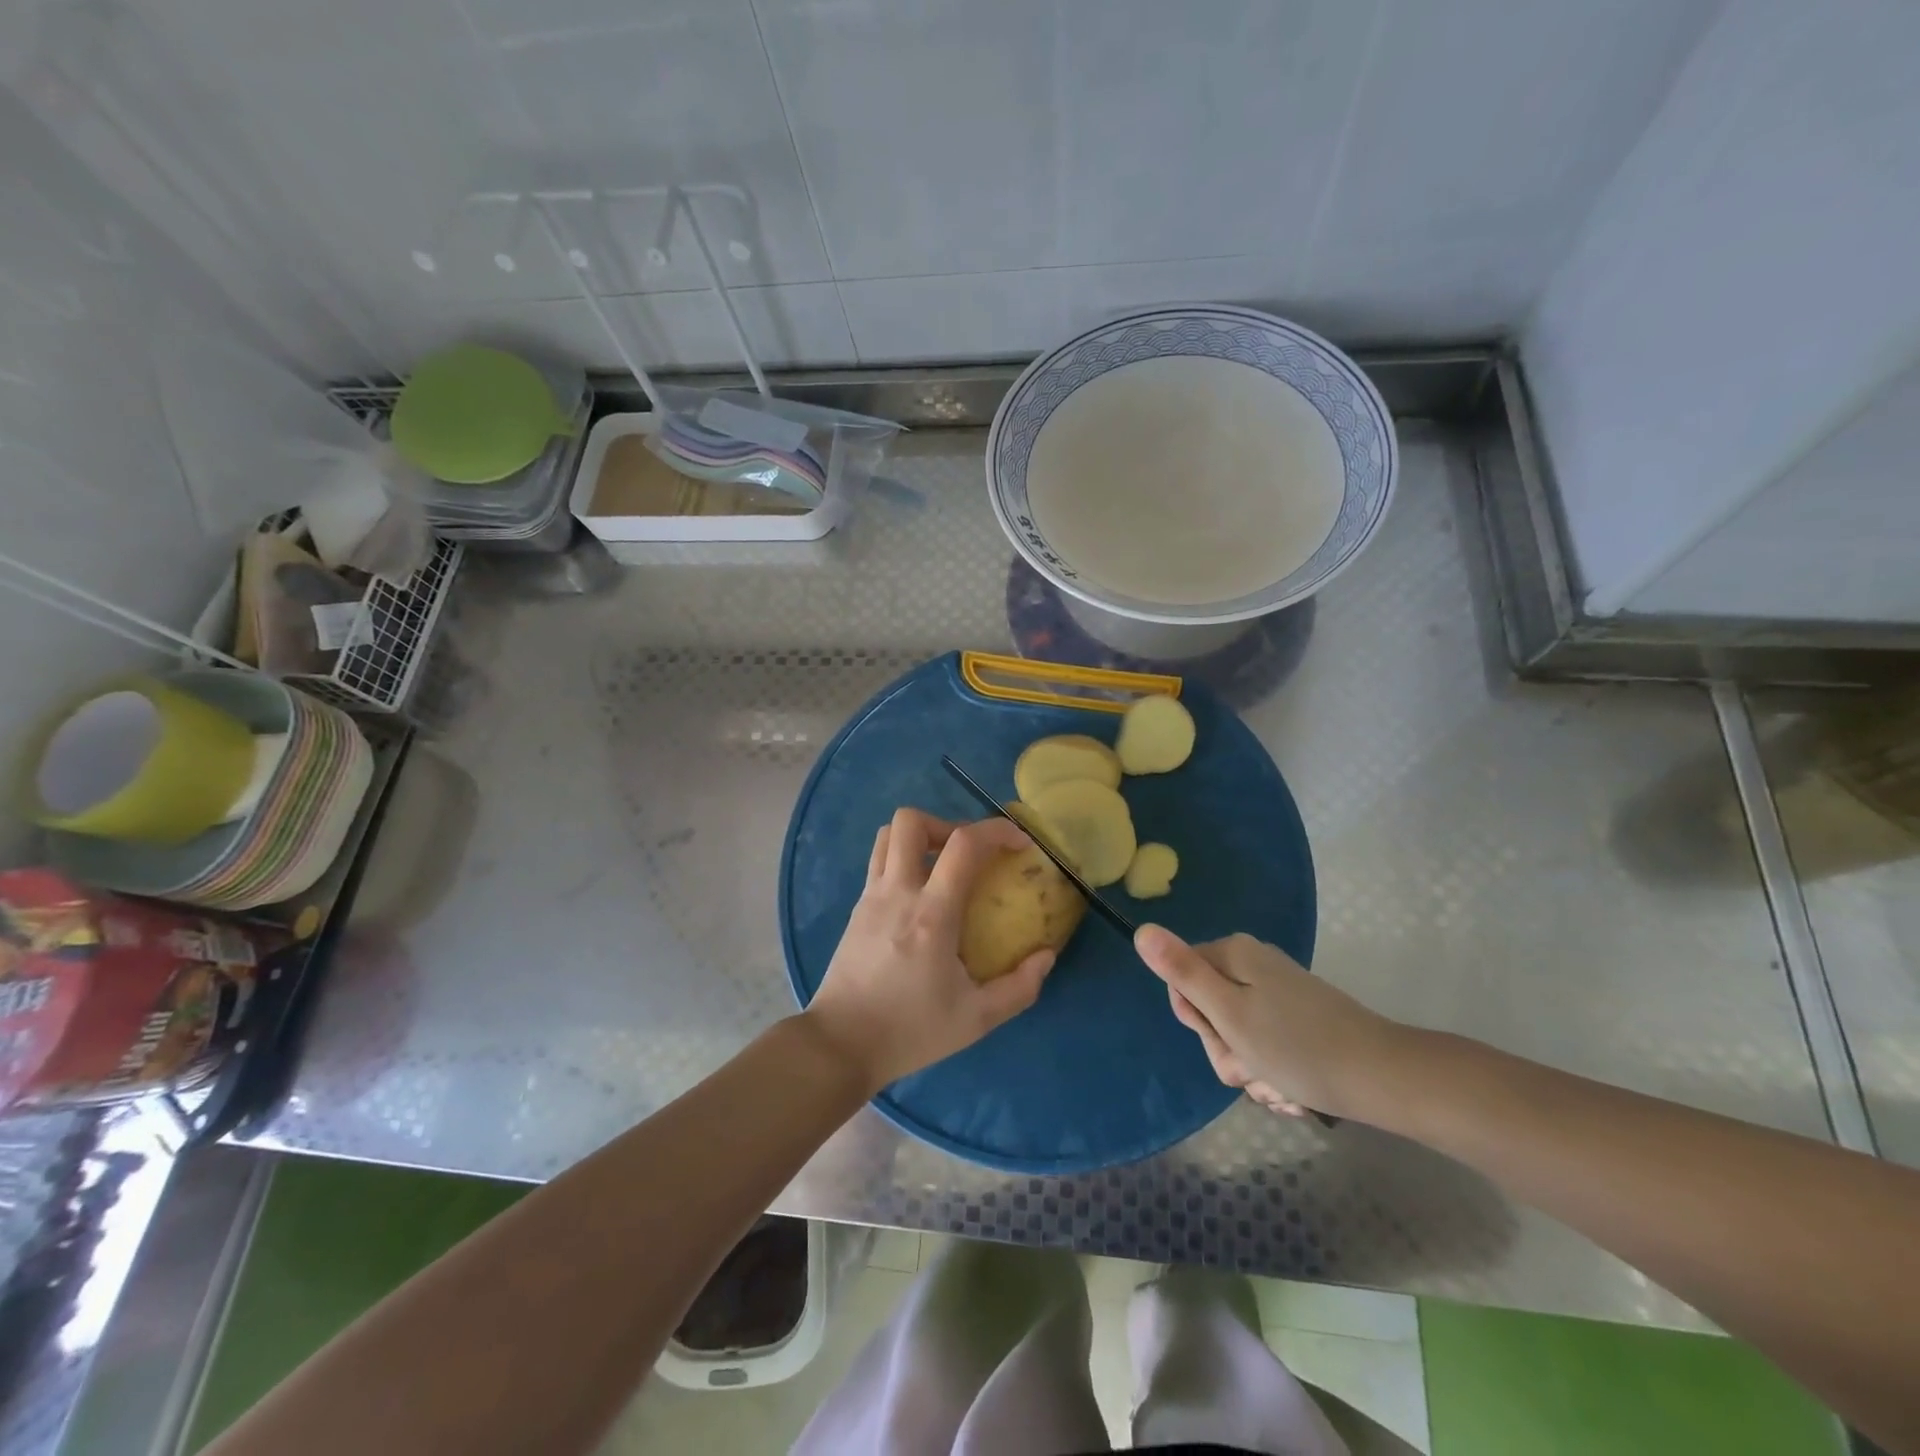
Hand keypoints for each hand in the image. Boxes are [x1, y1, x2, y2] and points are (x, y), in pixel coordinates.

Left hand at [804, 809, 1056, 1093]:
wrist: (841, 1045)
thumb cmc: (910, 1031)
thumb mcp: (976, 1020)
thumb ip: (1019, 988)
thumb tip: (1046, 955)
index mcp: (931, 914)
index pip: (964, 844)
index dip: (996, 831)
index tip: (1020, 843)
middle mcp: (897, 893)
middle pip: (911, 821)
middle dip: (948, 824)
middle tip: (970, 854)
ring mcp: (871, 897)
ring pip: (887, 835)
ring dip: (920, 836)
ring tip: (944, 866)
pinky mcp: (856, 908)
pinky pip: (879, 861)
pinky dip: (903, 859)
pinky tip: (921, 894)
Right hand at [1133, 925, 1405, 1121]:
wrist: (1384, 1079)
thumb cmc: (1297, 1047)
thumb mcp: (1228, 1013)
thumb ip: (1182, 972)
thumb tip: (1141, 930)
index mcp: (1233, 954)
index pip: (1181, 981)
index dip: (1195, 1018)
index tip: (1223, 1038)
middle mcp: (1254, 963)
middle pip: (1209, 1008)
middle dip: (1225, 1048)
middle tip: (1252, 1066)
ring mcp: (1279, 991)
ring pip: (1237, 1033)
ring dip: (1249, 1066)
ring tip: (1277, 1084)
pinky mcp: (1299, 1017)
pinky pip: (1265, 1043)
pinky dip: (1272, 1069)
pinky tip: (1292, 1089)